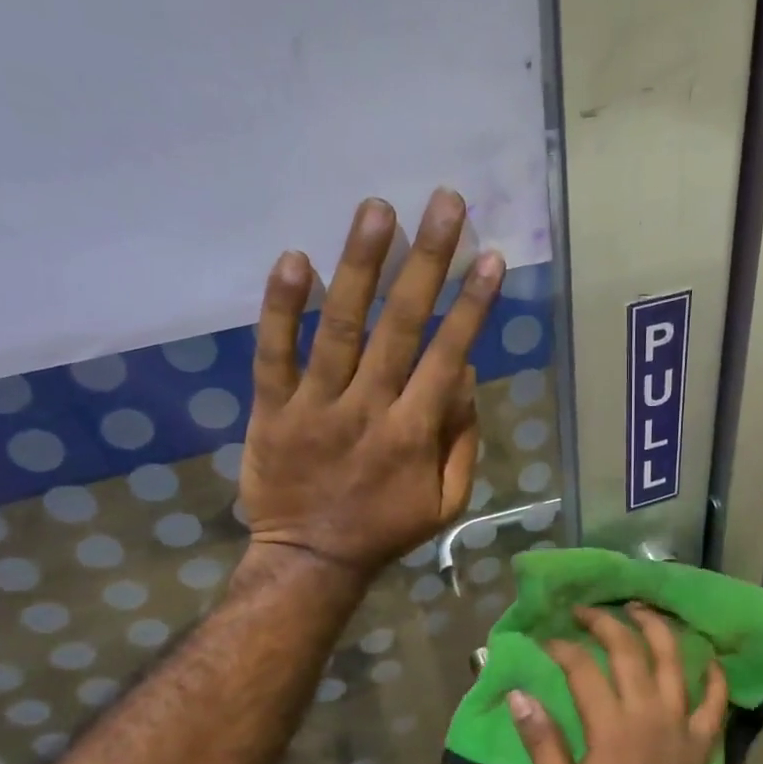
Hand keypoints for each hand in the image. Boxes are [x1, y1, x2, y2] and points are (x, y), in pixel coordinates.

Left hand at [239, 190, 502, 575]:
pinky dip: (282, 308)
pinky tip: (296, 258)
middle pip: (400, 327)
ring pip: (340, 329)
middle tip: (444, 203)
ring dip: (360, 266)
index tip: (490, 257)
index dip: (472, 306)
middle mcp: (368, 409)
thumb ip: (461, 438)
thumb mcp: (446, 501)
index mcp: (414, 433)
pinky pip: (274, 354)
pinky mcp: (272, 409)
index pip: (448, 355)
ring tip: (377, 209)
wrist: (310, 560)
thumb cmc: (386, 528)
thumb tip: (464, 371)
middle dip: (426, 262)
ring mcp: (315, 406)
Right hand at [507, 604, 736, 763]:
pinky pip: (714, 700)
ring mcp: (681, 726)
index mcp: (610, 729)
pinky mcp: (702, 743)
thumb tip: (520, 695)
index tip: (544, 640)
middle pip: (629, 650)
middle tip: (585, 611)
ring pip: (675, 661)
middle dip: (605, 622)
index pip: (583, 668)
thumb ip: (543, 745)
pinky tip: (708, 659)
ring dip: (657, 628)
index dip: (562, 647)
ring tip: (639, 609)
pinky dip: (713, 676)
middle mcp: (648, 714)